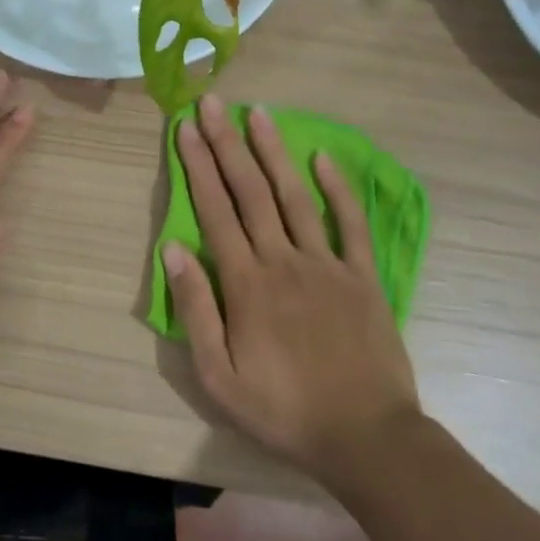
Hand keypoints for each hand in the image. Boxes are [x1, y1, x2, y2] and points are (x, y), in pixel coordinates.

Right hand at [163, 96, 419, 480]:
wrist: (366, 436)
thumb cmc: (283, 410)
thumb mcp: (219, 376)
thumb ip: (196, 310)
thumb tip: (174, 250)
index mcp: (247, 284)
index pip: (215, 211)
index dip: (198, 166)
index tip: (186, 129)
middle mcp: (284, 260)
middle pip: (250, 192)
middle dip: (228, 144)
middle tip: (213, 103)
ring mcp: (328, 265)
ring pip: (295, 196)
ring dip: (274, 152)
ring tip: (258, 113)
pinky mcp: (363, 277)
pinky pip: (349, 224)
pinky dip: (338, 188)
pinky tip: (323, 158)